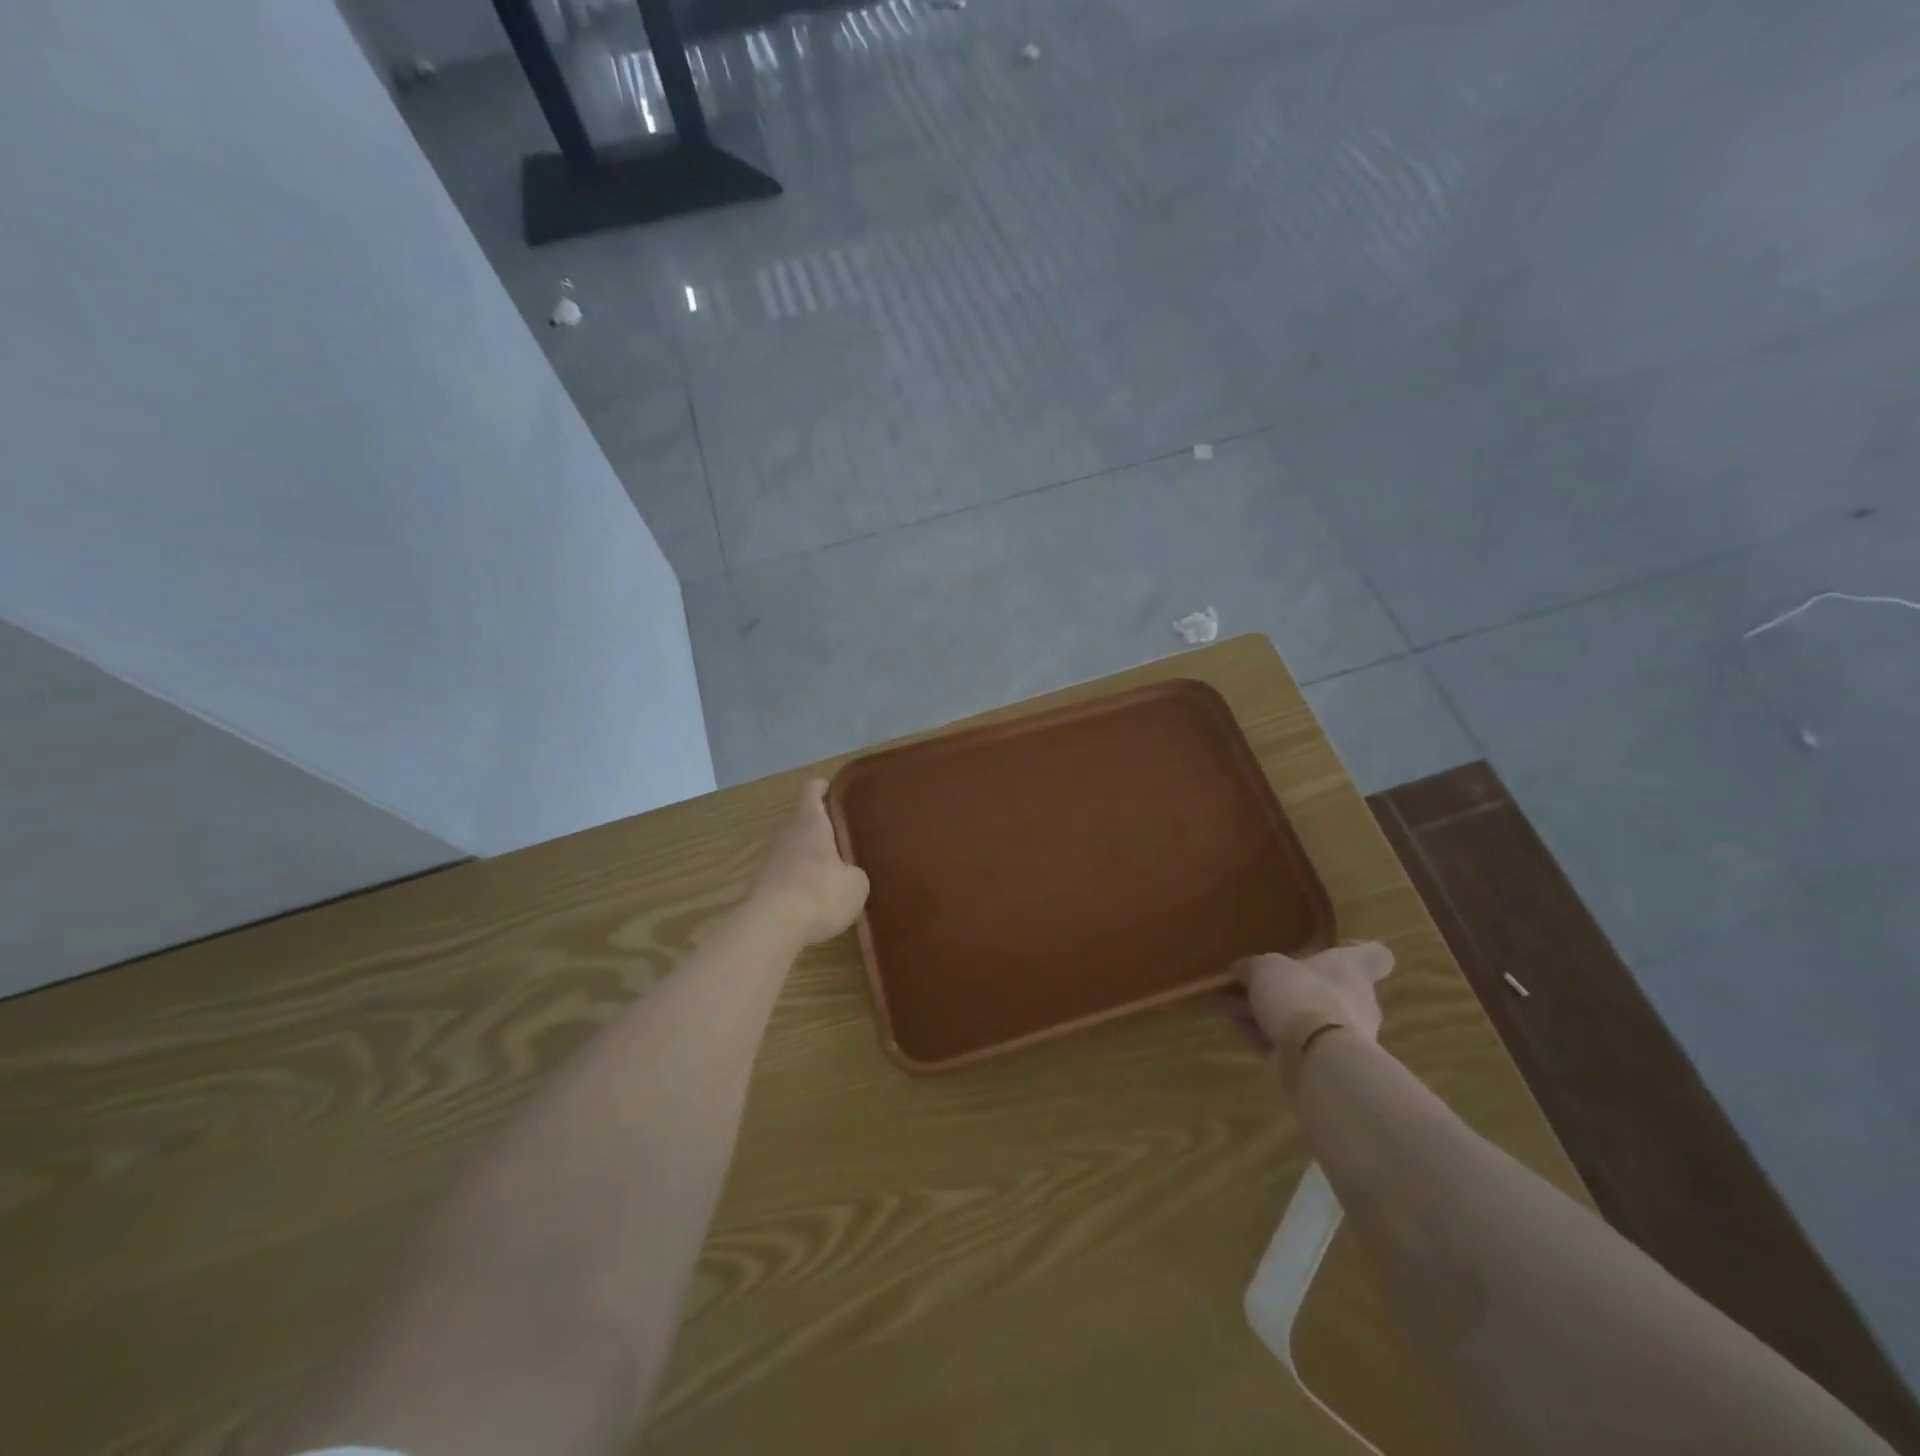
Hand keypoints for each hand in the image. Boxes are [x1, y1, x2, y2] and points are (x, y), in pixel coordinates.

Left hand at [750, 779, 869, 945]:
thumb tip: (848, 876)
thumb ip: (855, 873)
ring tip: (833, 871)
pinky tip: (816, 899)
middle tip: (844, 837)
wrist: (772, 927)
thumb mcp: (856, 884)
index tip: (835, 790)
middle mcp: (787, 834)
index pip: (812, 790)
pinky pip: (786, 874)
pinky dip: (800, 880)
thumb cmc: (820, 893)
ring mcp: (771, 860)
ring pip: (794, 848)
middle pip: (803, 820)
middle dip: (821, 827)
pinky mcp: (763, 886)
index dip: (824, 787)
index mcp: (810, 822)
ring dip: (810, 856)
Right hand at [1234, 942, 1393, 1072]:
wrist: (1318, 1058)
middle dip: (1289, 991)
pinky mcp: (1335, 1063)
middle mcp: (1360, 1000)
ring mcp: (1350, 1035)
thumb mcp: (1263, 968)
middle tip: (1253, 991)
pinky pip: (1301, 1044)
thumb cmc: (1301, 995)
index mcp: (1352, 968)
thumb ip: (1253, 967)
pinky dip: (1275, 1041)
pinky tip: (1246, 1039)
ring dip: (1272, 1017)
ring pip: (1307, 1018)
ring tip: (1235, 1017)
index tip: (1332, 949)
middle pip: (1328, 988)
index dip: (1354, 950)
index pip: (1375, 954)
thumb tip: (1243, 971)